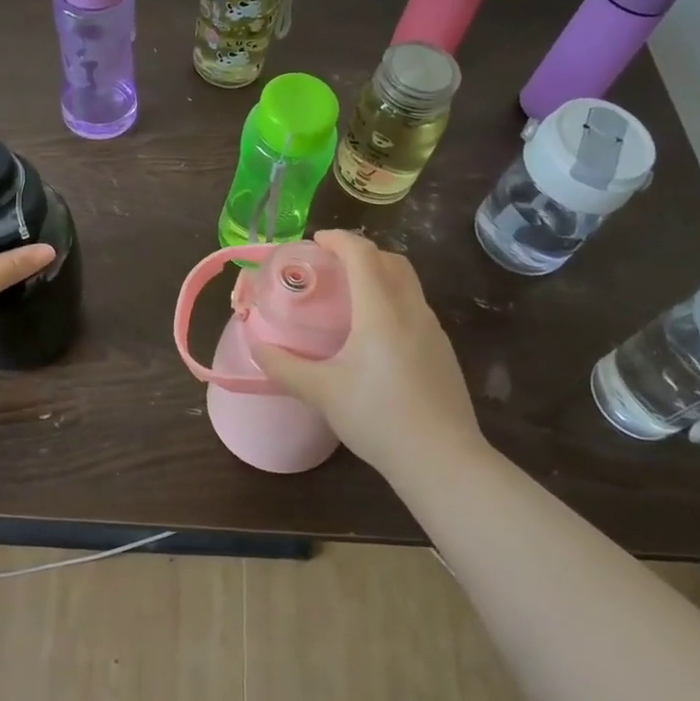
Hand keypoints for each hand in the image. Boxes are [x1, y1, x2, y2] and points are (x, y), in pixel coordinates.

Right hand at [248, 230, 484, 478]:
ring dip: (380, 275)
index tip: (316, 241)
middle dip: (361, 252)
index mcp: (380, 309)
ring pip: (407, 283)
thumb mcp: (322, 392)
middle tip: (333, 266)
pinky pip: (416, 308)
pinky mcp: (443, 351)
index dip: (338, 240)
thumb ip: (285, 366)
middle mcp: (411, 309)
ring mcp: (433, 330)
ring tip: (352, 297)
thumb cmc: (378, 417)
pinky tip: (376, 334)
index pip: (362, 254)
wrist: (442, 461)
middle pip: (391, 260)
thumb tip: (256, 345)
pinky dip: (393, 300)